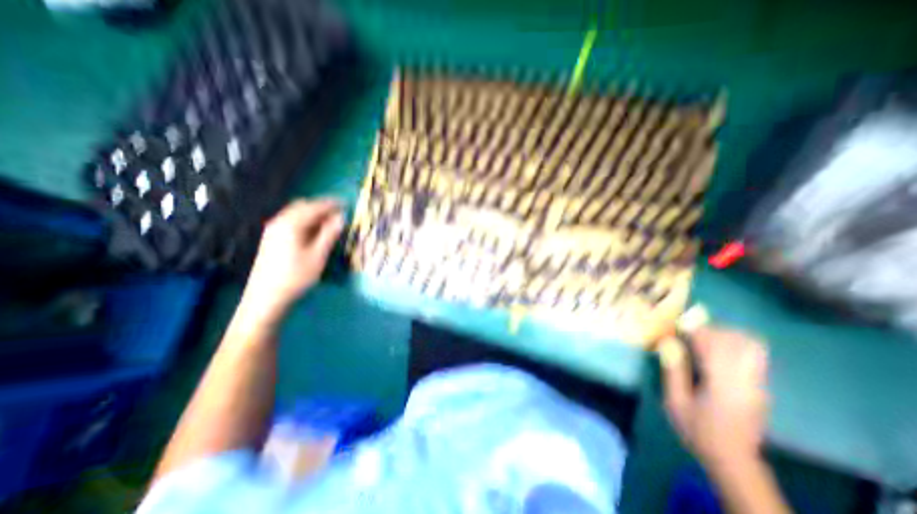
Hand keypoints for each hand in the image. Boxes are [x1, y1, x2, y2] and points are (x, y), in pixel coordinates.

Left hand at [240, 198, 343, 323]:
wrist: (266, 297)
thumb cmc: (296, 276)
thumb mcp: (318, 255)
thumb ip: (330, 234)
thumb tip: (341, 217)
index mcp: (291, 224)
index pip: (315, 206)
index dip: (332, 204)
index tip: (347, 204)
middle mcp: (280, 221)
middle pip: (303, 206)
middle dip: (322, 207)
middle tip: (339, 213)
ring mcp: (273, 229)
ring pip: (296, 213)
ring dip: (314, 213)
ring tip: (330, 222)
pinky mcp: (272, 238)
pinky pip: (291, 221)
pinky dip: (306, 220)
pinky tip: (314, 230)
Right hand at [664, 324, 767, 474]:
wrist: (733, 459)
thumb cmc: (698, 429)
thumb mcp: (675, 401)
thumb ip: (673, 371)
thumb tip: (668, 344)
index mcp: (723, 385)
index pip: (716, 346)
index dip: (696, 331)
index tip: (679, 326)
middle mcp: (746, 381)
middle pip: (738, 341)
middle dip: (711, 330)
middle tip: (689, 333)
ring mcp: (758, 384)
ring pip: (750, 346)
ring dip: (726, 336)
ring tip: (703, 339)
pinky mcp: (761, 387)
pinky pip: (753, 355)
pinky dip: (734, 345)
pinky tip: (715, 351)